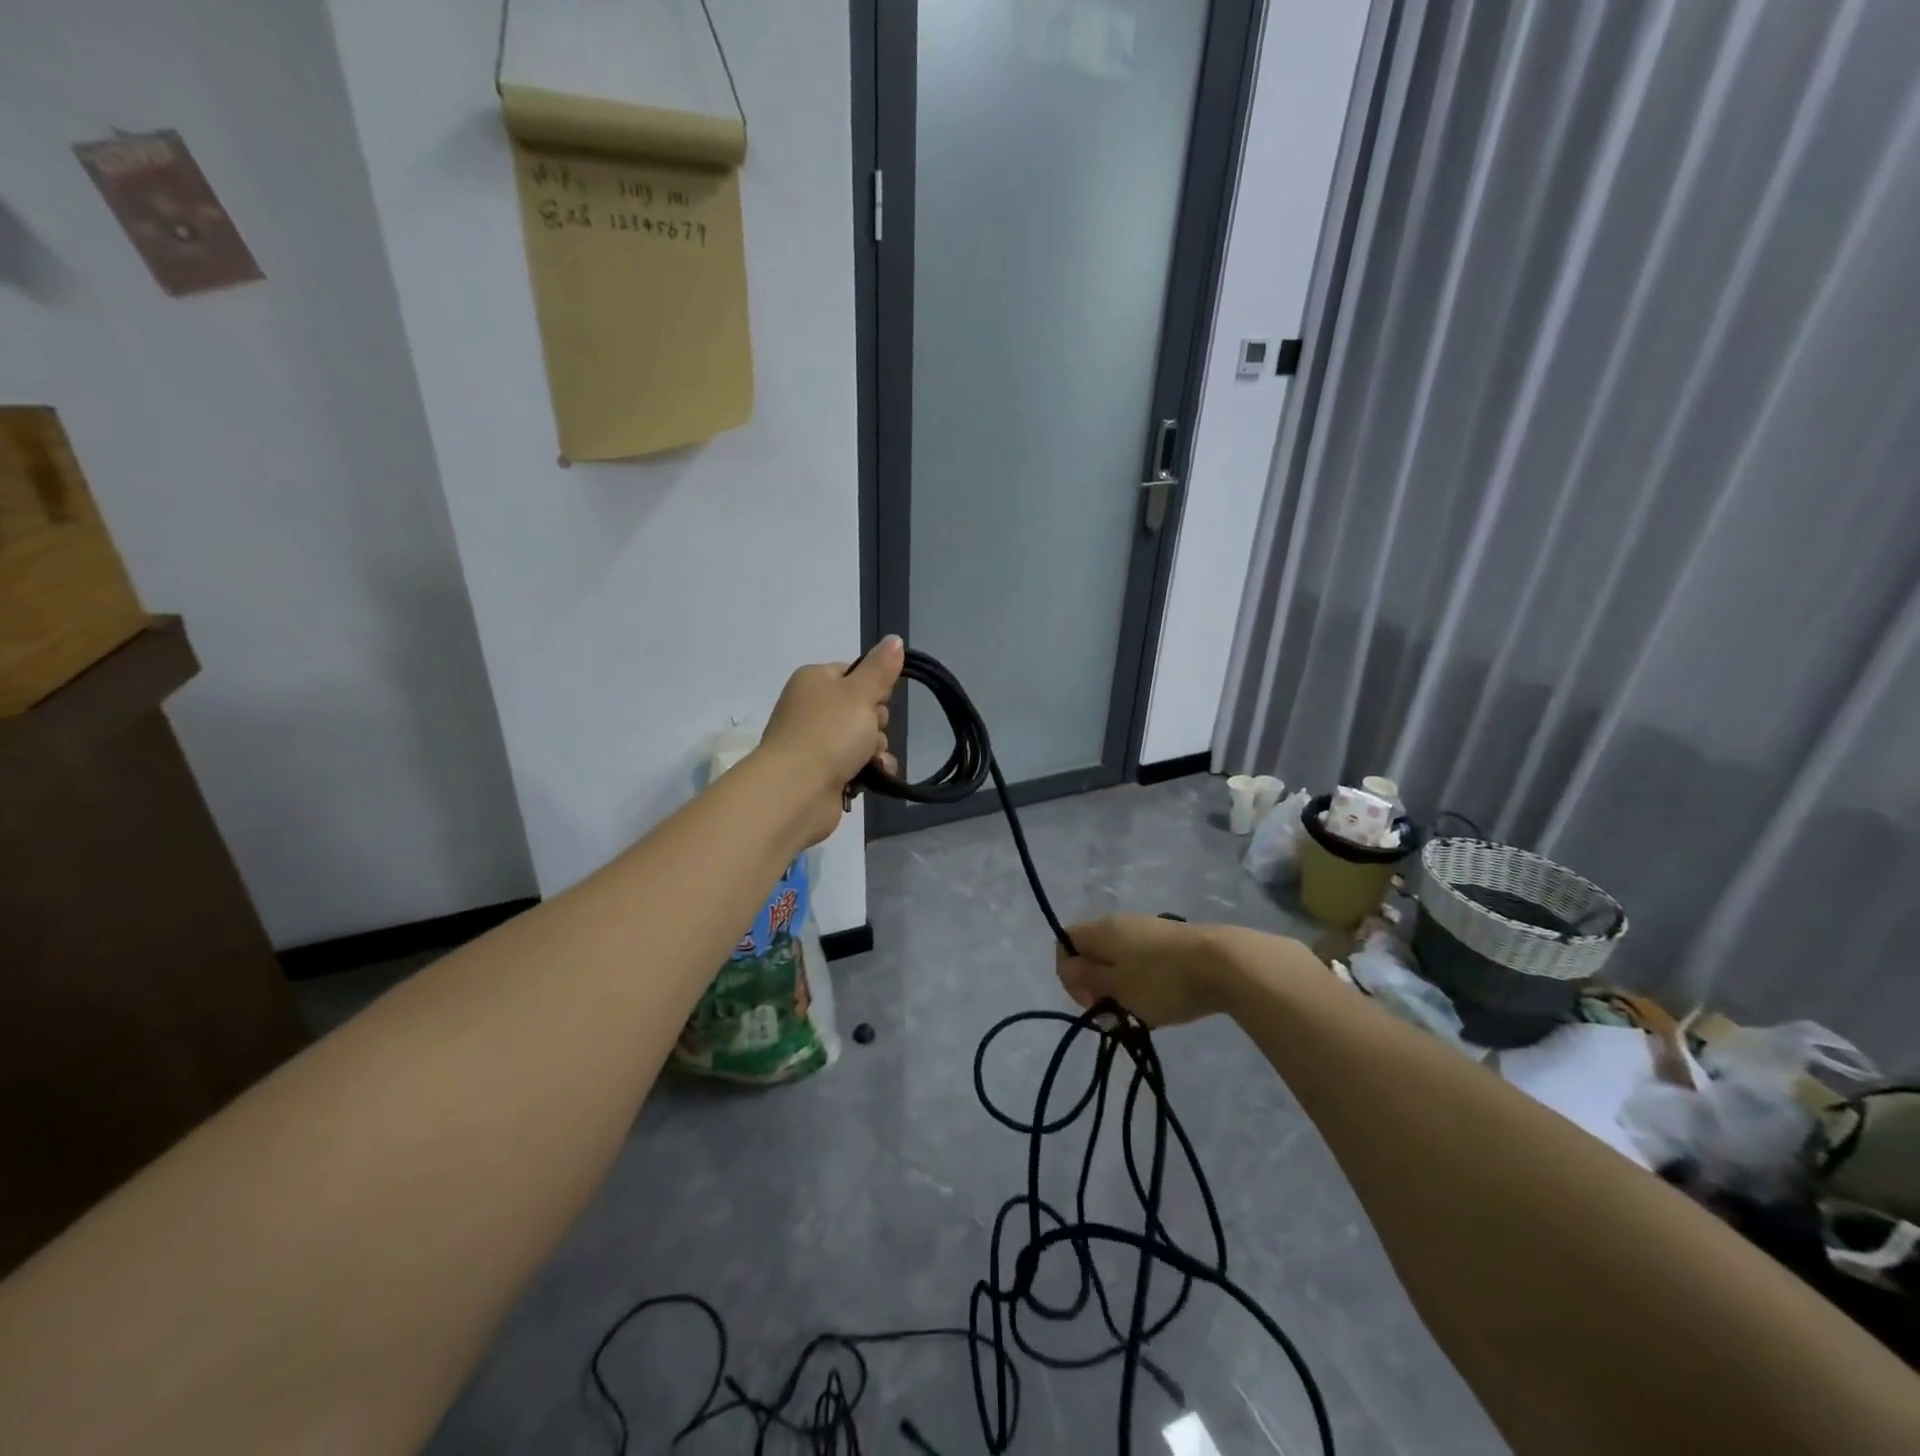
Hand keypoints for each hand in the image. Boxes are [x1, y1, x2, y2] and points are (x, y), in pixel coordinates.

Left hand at [758, 636, 903, 845]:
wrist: (798, 789)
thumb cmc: (830, 732)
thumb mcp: (861, 693)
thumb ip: (880, 668)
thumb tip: (895, 639)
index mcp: (814, 680)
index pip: (852, 673)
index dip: (873, 687)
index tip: (881, 700)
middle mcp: (810, 708)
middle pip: (860, 708)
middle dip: (876, 723)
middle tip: (872, 732)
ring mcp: (813, 742)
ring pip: (860, 739)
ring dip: (875, 750)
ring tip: (873, 760)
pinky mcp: (820, 772)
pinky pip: (853, 764)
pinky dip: (867, 770)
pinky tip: (875, 776)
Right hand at [1055, 915, 1228, 1026]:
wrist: (1224, 963)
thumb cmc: (1162, 980)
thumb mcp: (1119, 987)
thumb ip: (1089, 977)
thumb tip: (1070, 965)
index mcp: (1102, 930)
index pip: (1065, 941)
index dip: (1067, 972)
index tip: (1089, 1000)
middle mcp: (1121, 923)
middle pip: (1093, 950)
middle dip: (1096, 983)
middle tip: (1113, 1011)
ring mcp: (1148, 930)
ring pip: (1119, 957)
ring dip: (1120, 985)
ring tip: (1139, 1011)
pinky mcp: (1172, 941)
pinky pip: (1143, 960)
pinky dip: (1143, 981)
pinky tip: (1162, 1001)